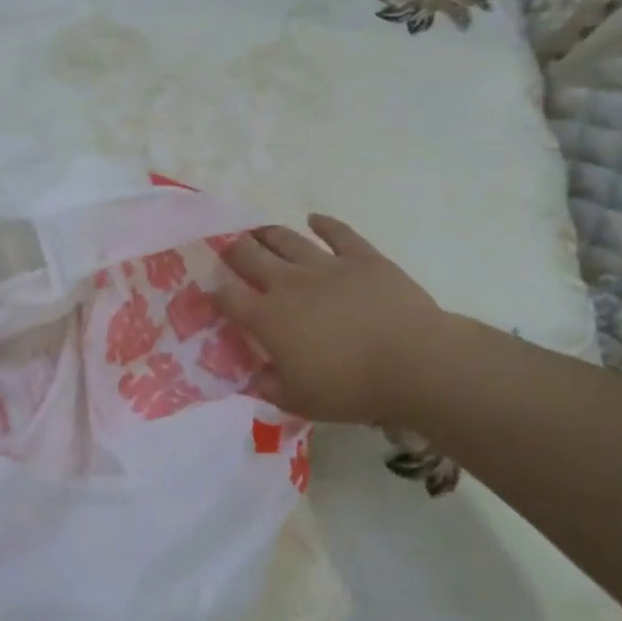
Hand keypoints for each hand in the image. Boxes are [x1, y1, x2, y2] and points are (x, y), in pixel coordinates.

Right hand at [215, 215, 451, 426]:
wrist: (413, 363)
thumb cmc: (350, 388)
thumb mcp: (299, 401)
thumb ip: (269, 387)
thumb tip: (254, 379)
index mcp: (268, 318)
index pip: (228, 298)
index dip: (214, 293)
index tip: (209, 292)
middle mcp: (289, 284)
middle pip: (250, 257)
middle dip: (233, 252)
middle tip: (227, 249)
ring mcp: (326, 266)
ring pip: (287, 240)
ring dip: (268, 234)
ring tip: (258, 231)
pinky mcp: (362, 258)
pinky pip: (338, 233)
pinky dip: (324, 224)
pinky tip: (314, 219)